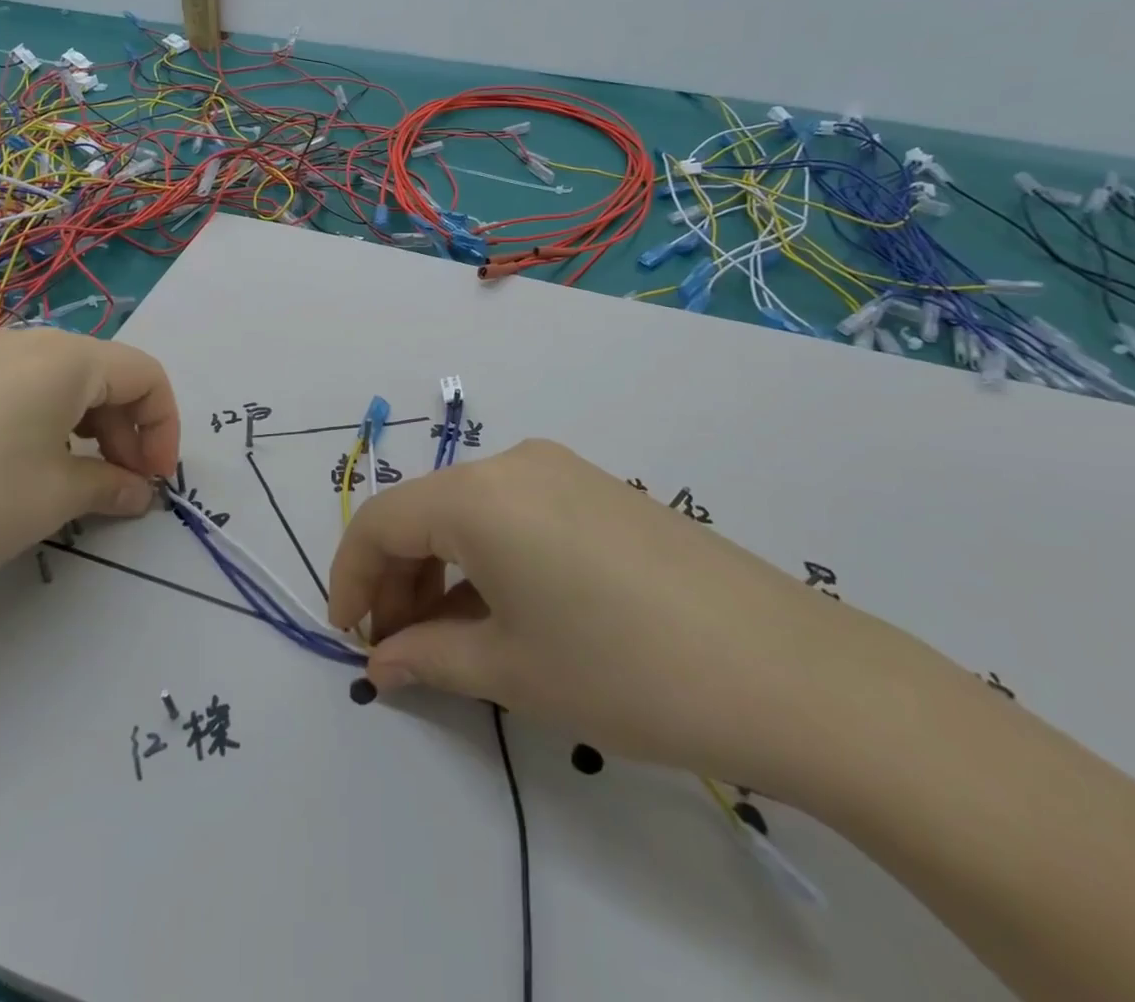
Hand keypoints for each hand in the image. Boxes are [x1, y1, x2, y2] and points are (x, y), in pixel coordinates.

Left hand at [0, 328, 180, 610]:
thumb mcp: (55, 497)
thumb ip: (112, 486)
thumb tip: (140, 492)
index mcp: (63, 356)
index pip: (145, 374)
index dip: (164, 427)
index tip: (157, 481)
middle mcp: (25, 341)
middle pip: (105, 373)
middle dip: (128, 429)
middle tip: (123, 486)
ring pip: (63, 381)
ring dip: (90, 427)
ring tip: (79, 481)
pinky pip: (22, 389)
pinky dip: (49, 423)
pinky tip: (30, 468)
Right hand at [328, 439, 940, 800]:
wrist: (786, 671)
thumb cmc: (624, 671)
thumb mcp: (512, 671)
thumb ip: (429, 658)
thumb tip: (382, 662)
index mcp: (478, 494)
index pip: (383, 521)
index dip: (352, 576)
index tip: (348, 635)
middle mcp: (514, 463)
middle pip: (426, 512)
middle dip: (398, 578)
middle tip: (398, 649)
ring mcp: (563, 471)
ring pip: (472, 512)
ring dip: (444, 569)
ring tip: (448, 639)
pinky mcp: (600, 490)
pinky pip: (517, 514)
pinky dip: (490, 558)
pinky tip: (504, 612)